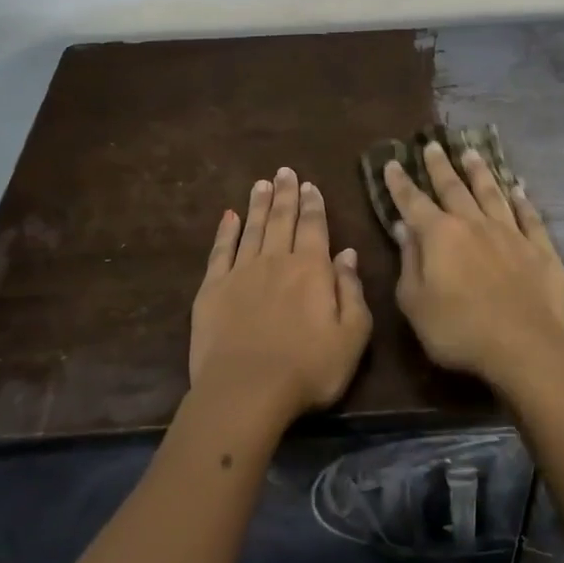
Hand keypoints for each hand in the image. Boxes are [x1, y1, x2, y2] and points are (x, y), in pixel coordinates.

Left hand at [189, 167, 372, 428]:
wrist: (246, 391)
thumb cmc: (309, 368)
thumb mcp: (352, 335)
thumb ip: (352, 291)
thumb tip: (348, 254)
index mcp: (311, 269)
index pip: (314, 227)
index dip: (313, 204)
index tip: (309, 184)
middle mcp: (276, 260)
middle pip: (281, 219)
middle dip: (285, 194)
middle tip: (284, 171)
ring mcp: (240, 272)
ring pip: (252, 229)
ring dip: (258, 205)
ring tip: (261, 184)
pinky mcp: (212, 289)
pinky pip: (220, 251)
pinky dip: (225, 231)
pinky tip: (228, 217)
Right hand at [384, 140, 563, 396]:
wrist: (523, 347)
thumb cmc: (458, 330)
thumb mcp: (415, 303)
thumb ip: (409, 262)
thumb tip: (404, 229)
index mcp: (439, 235)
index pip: (413, 202)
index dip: (401, 183)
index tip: (393, 162)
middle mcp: (474, 224)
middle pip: (454, 188)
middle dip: (440, 167)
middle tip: (434, 145)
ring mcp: (510, 234)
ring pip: (493, 194)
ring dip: (481, 173)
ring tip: (472, 153)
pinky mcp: (540, 249)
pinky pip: (530, 217)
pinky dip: (523, 201)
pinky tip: (519, 189)